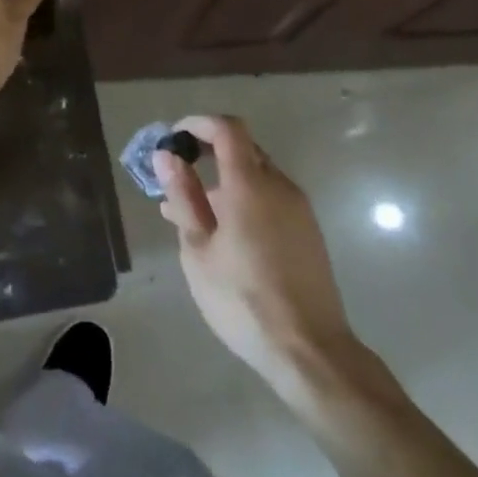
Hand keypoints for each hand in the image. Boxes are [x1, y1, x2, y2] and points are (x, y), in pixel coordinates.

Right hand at [155, 115, 366, 400]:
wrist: (310, 352)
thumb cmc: (243, 299)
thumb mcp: (198, 249)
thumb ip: (183, 196)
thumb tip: (167, 155)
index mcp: (250, 184)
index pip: (227, 129)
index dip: (198, 124)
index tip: (174, 139)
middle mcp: (279, 186)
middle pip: (243, 149)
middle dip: (208, 153)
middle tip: (177, 179)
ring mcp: (299, 209)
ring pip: (257, 176)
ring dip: (224, 181)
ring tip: (190, 215)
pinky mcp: (308, 232)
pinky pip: (270, 198)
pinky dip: (244, 200)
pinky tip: (223, 235)